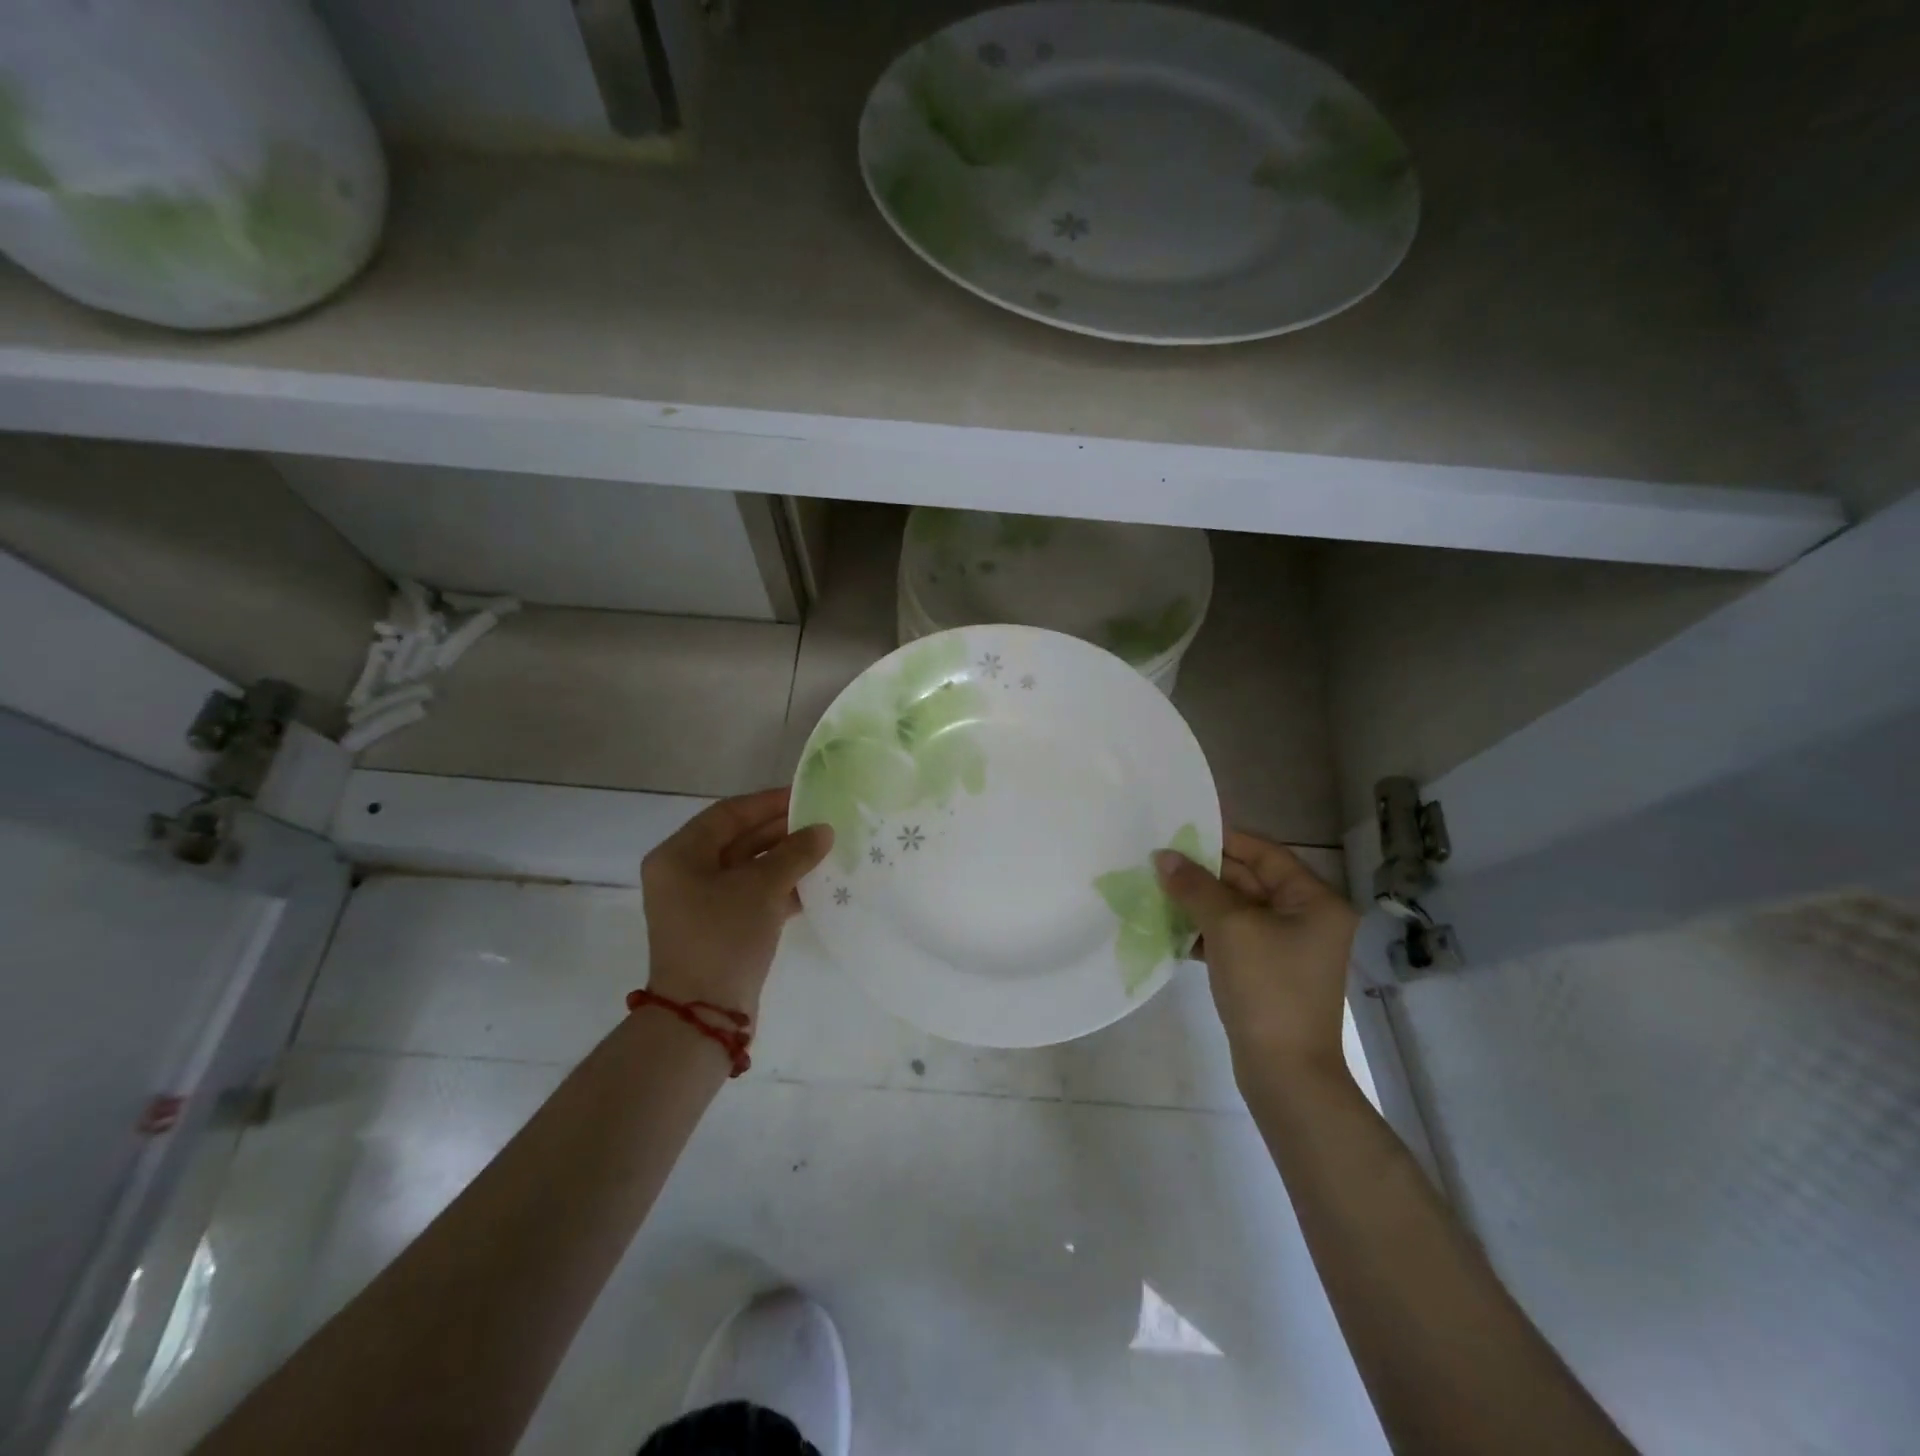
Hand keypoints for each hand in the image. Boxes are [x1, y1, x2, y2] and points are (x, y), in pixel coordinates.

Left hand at [641, 788, 832, 1019]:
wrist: (704, 1015)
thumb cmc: (723, 936)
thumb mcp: (762, 887)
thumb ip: (795, 853)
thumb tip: (824, 830)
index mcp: (679, 855)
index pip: (728, 814)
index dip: (768, 803)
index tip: (805, 796)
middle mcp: (685, 874)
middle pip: (739, 840)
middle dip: (782, 832)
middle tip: (823, 824)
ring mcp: (702, 903)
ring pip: (750, 869)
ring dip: (786, 861)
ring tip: (826, 851)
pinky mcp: (721, 928)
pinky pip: (754, 895)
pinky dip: (782, 888)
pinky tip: (816, 885)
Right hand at [1155, 831, 1358, 1083]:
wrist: (1284, 1073)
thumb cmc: (1267, 988)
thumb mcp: (1229, 927)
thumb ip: (1195, 886)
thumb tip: (1163, 856)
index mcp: (1313, 900)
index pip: (1265, 853)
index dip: (1223, 840)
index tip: (1180, 832)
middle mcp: (1306, 918)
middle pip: (1249, 880)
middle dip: (1204, 872)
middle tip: (1159, 861)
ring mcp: (1286, 947)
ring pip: (1236, 909)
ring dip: (1199, 901)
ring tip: (1156, 889)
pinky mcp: (1266, 971)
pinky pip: (1232, 937)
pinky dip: (1204, 930)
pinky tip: (1169, 928)